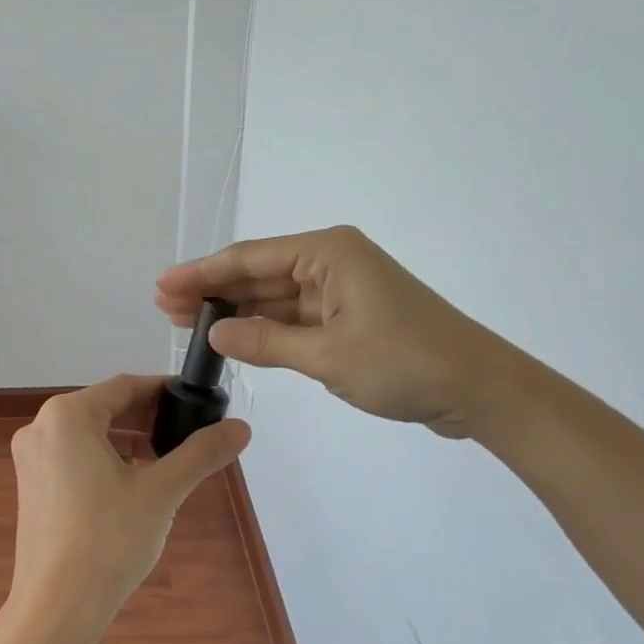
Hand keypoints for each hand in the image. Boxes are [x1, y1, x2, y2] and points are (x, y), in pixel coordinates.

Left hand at [8, 375, 249, 632]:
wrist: (57, 607)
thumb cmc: (109, 539)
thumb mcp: (161, 491)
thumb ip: (201, 453)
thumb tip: (241, 427)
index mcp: (67, 416)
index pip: (124, 386)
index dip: (163, 390)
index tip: (196, 400)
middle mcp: (41, 426)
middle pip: (104, 407)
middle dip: (147, 417)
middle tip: (188, 430)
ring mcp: (30, 457)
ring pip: (88, 433)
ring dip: (127, 439)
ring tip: (167, 457)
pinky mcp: (31, 485)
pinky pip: (72, 456)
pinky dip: (104, 459)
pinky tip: (132, 481)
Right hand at [156, 225, 505, 437]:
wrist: (480, 390)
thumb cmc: (405, 363)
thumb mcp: (327, 356)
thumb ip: (265, 342)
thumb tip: (215, 332)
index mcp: (328, 253)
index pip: (250, 258)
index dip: (202, 273)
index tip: (163, 285)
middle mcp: (331, 262)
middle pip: (258, 273)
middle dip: (212, 291)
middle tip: (165, 307)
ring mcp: (341, 290)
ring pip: (274, 297)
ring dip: (234, 310)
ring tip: (186, 322)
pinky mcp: (349, 317)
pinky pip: (294, 317)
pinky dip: (264, 328)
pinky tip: (232, 336)